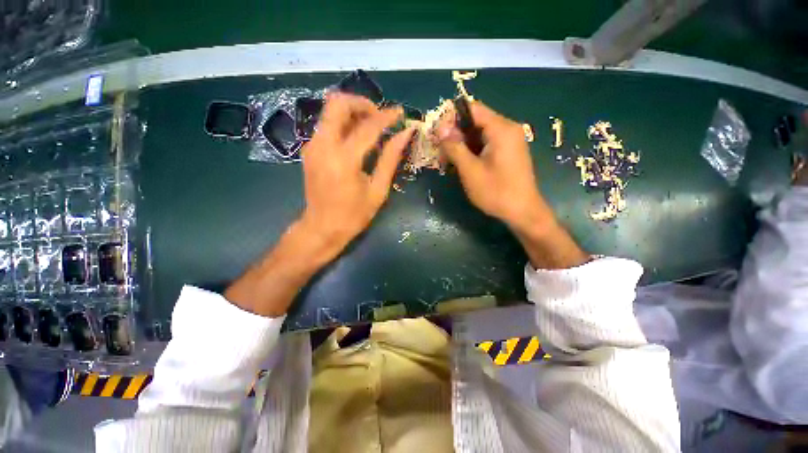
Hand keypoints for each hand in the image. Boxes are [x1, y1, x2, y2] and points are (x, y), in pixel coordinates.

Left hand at [225, 93, 412, 316]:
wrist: (321, 228)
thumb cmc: (354, 214)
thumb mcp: (378, 189)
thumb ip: (390, 158)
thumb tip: (405, 133)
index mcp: (344, 160)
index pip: (368, 126)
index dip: (387, 116)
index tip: (400, 113)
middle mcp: (323, 145)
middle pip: (338, 103)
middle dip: (362, 103)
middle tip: (379, 116)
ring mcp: (312, 145)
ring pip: (330, 111)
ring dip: (353, 112)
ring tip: (372, 127)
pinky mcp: (309, 149)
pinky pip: (327, 125)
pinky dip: (344, 123)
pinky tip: (357, 139)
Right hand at [435, 101, 551, 232]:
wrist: (522, 212)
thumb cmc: (496, 192)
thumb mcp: (470, 170)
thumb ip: (455, 147)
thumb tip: (440, 127)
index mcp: (501, 129)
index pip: (472, 109)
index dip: (452, 117)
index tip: (437, 133)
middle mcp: (507, 129)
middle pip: (476, 121)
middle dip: (456, 134)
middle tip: (440, 151)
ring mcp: (509, 141)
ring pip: (479, 133)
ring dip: (462, 144)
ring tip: (448, 160)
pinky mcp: (508, 152)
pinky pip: (486, 143)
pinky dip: (472, 150)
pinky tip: (462, 164)